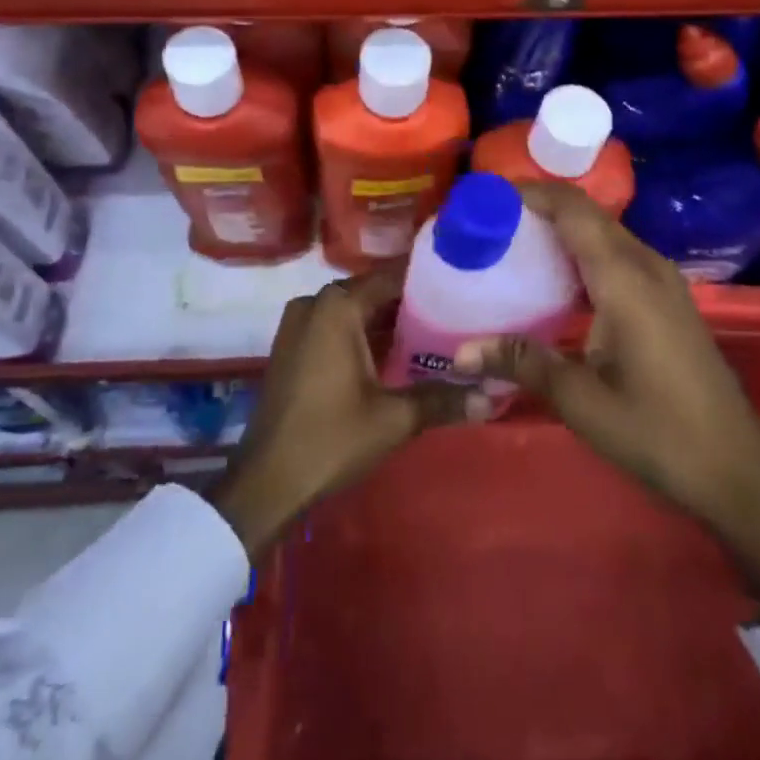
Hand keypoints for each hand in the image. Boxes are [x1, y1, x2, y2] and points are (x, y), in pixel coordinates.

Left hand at [211, 266, 478, 558]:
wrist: (266, 483)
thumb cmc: (331, 438)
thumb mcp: (394, 418)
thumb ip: (443, 399)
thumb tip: (494, 395)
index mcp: (338, 306)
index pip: (392, 276)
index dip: (428, 280)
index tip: (461, 283)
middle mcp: (315, 304)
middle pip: (373, 292)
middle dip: (411, 304)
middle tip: (456, 313)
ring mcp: (298, 325)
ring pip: (354, 312)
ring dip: (387, 322)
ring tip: (434, 333)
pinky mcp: (292, 347)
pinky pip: (335, 328)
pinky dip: (363, 336)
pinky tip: (395, 356)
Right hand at [456, 183, 759, 614]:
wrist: (738, 470)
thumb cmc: (659, 432)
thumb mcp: (581, 401)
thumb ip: (522, 362)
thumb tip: (460, 352)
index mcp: (624, 278)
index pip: (573, 209)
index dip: (531, 192)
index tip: (488, 195)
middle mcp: (646, 265)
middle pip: (587, 215)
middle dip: (539, 207)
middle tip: (491, 221)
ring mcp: (662, 281)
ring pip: (604, 233)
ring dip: (561, 229)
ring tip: (513, 243)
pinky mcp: (667, 299)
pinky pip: (617, 255)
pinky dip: (581, 252)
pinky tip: (555, 281)